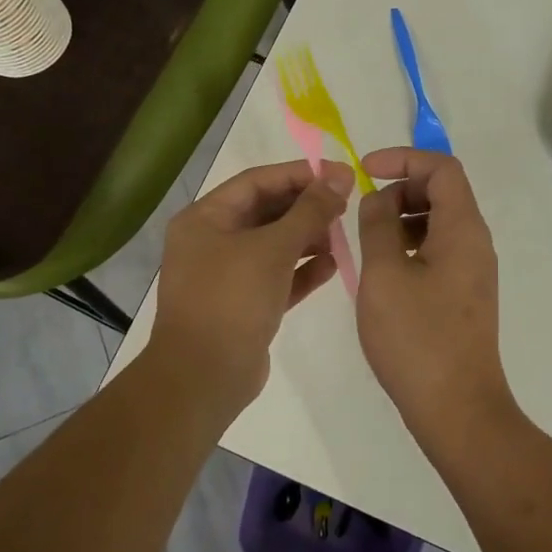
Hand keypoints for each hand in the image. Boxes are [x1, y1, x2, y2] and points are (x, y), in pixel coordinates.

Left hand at [149, 158, 353, 409]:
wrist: (204, 377)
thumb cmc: (232, 300)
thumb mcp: (273, 248)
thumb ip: (310, 210)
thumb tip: (340, 176)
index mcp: (205, 218)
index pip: (258, 181)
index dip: (301, 175)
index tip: (342, 174)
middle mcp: (212, 241)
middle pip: (266, 212)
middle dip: (306, 207)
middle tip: (346, 205)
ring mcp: (226, 275)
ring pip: (273, 245)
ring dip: (307, 238)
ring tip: (342, 236)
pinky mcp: (243, 305)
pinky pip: (276, 276)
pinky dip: (301, 269)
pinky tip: (332, 266)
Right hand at [355, 148, 518, 452]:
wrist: (457, 408)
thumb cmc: (416, 338)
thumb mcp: (384, 274)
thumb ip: (377, 224)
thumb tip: (379, 199)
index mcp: (462, 228)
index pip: (442, 167)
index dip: (403, 158)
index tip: (365, 171)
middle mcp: (476, 242)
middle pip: (442, 191)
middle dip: (400, 189)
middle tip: (363, 214)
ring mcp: (473, 270)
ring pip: (439, 222)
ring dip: (403, 219)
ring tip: (367, 244)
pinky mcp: (465, 294)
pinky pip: (439, 250)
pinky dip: (410, 245)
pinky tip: (384, 272)